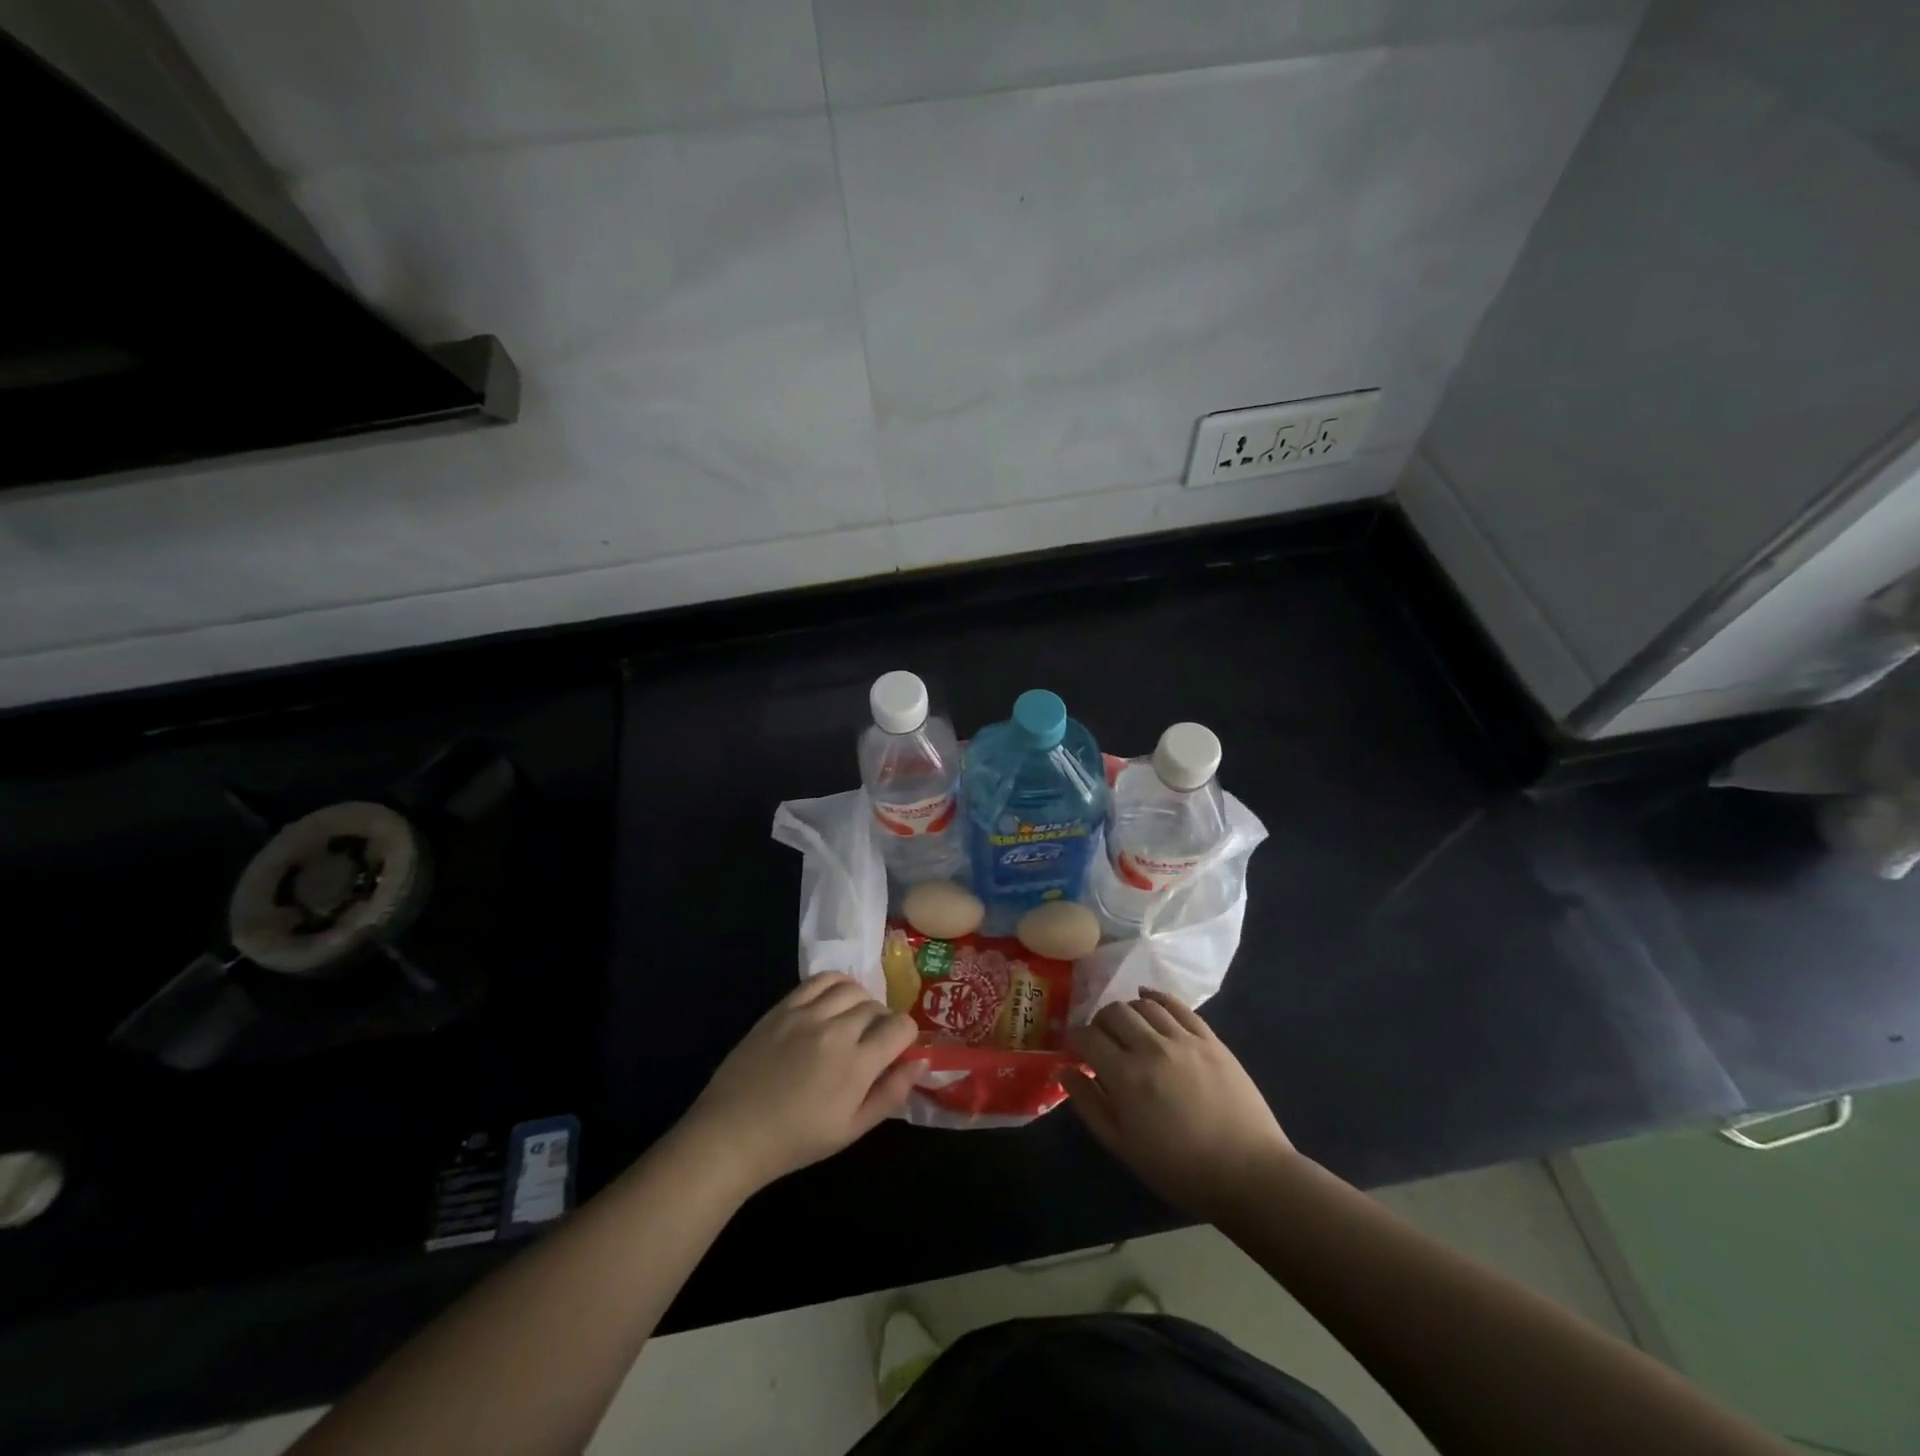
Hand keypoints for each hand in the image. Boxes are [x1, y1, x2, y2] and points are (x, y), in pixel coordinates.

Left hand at [679, 974, 920, 1194]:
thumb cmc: (796, 1140)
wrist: (733, 1133)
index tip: (897, 1050)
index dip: (906, 1037)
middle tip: (873, 1044)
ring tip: (854, 1020)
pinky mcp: (783, 1007)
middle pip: (876, 1007)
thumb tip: (920, 1062)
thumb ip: (891, 1094)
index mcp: (856, 1064)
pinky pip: (820, 980)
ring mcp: (806, 1014)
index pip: (900, 1027)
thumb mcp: (852, 1130)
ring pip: (851, 988)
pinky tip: (835, 1001)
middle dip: (883, 1022)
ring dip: (862, 1001)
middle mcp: (836, 1030)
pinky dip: (836, 984)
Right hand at [1062, 988, 1294, 1217]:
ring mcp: (1184, 1039)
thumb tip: (1064, 1070)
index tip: (1074, 1047)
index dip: (1075, 1038)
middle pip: (1114, 1012)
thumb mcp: (1123, 1146)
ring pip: (1144, 1004)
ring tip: (1127, 1027)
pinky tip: (1149, 1001)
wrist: (1249, 1174)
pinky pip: (1178, 1006)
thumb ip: (1089, 1104)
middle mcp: (1152, 1048)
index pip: (1088, 1037)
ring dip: (1127, 1011)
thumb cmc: (1180, 1169)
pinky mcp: (1211, 1039)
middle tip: (1100, 1039)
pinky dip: (1158, 998)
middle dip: (1099, 1022)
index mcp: (1126, 1077)